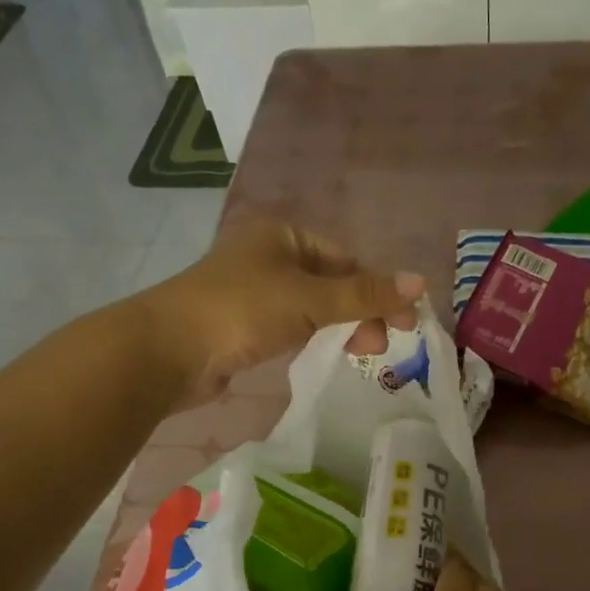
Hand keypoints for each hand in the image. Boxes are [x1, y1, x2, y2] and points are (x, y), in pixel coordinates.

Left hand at [149, 221, 424, 402]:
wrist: (169, 350)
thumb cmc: (242, 310)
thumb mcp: (310, 298)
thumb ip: (364, 294)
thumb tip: (420, 282)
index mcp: (282, 235)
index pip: (345, 259)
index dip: (378, 289)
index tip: (403, 322)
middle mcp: (268, 257)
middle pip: (331, 283)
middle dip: (360, 312)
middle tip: (380, 347)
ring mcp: (253, 292)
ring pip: (313, 307)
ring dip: (340, 327)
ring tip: (361, 355)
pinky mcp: (243, 325)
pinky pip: (291, 326)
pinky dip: (313, 338)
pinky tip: (326, 354)